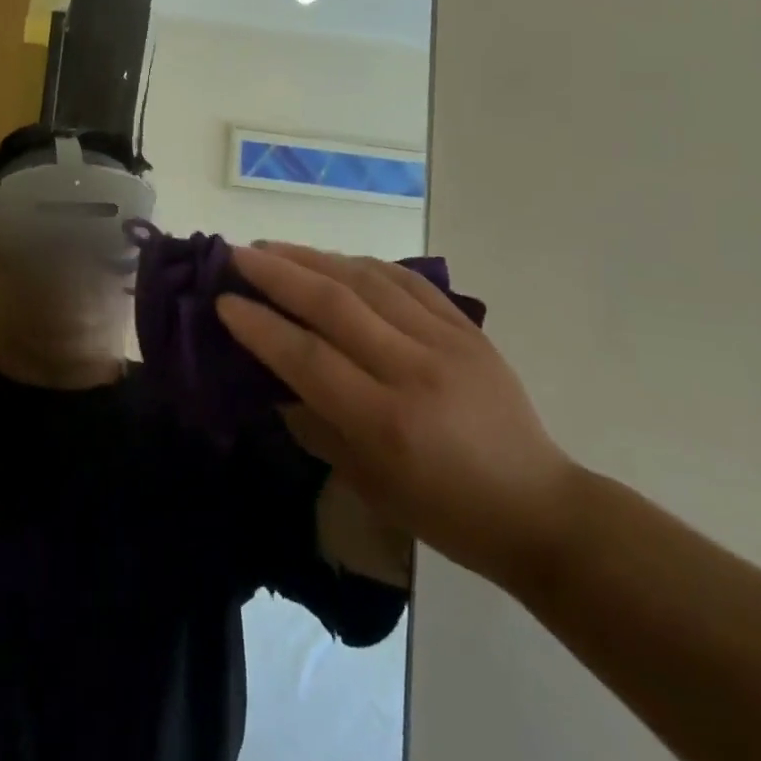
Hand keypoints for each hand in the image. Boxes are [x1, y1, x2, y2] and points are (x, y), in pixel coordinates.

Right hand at [221, 244, 580, 590]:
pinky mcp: (467, 328)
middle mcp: (414, 371)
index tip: (222, 301)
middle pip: (333, 303)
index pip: (307, 357)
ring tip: (273, 247)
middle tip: (236, 254)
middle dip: (277, 273)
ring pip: (367, 280)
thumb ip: (315, 422)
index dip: (259, 325)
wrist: (538, 508)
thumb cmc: (444, 512)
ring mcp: (446, 342)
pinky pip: (407, 280)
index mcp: (386, 422)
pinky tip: (334, 257)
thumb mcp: (366, 483)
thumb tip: (272, 374)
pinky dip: (363, 263)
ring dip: (313, 257)